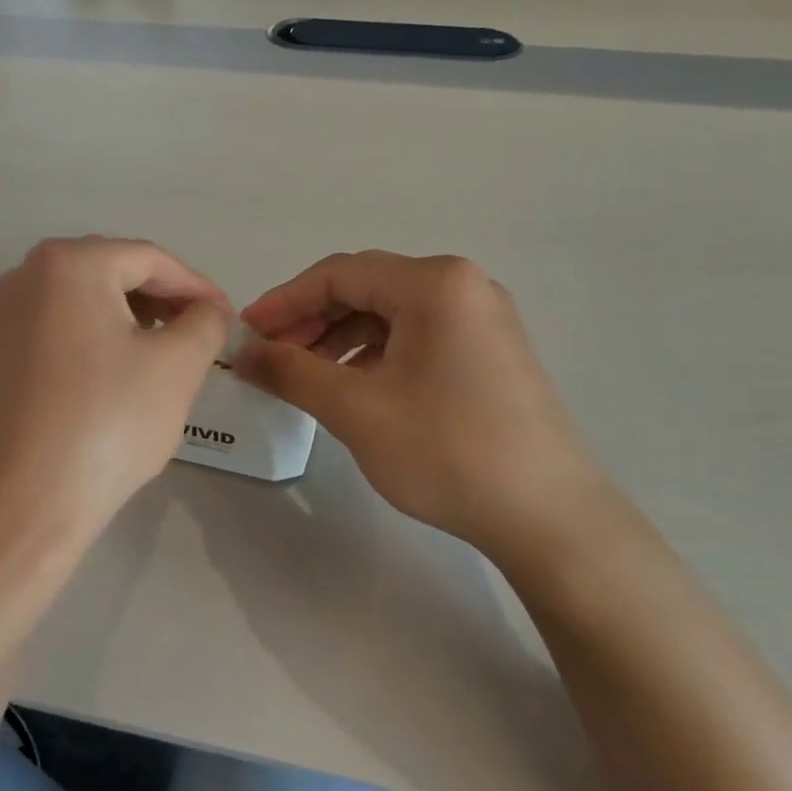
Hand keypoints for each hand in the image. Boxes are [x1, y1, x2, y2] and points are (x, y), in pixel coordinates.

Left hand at [0, 238, 231, 538]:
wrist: (28, 500)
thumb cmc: (109, 421)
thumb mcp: (177, 365)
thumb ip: (204, 323)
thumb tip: (208, 311)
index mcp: (67, 264)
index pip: (148, 259)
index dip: (195, 286)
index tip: (227, 316)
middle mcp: (24, 276)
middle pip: (111, 272)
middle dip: (161, 299)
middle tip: (199, 332)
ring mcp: (2, 317)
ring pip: (82, 302)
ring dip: (129, 318)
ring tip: (165, 351)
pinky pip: (57, 330)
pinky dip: (94, 339)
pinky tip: (118, 372)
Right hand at [235, 251, 620, 567]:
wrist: (549, 516)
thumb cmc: (447, 451)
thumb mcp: (355, 409)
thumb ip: (291, 372)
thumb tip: (242, 354)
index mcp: (434, 284)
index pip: (338, 274)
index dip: (284, 301)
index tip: (246, 334)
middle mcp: (463, 286)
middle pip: (365, 288)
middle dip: (310, 321)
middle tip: (270, 358)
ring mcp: (482, 319)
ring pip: (390, 314)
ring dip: (339, 338)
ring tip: (304, 377)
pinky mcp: (490, 352)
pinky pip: (417, 337)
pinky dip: (374, 354)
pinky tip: (353, 387)